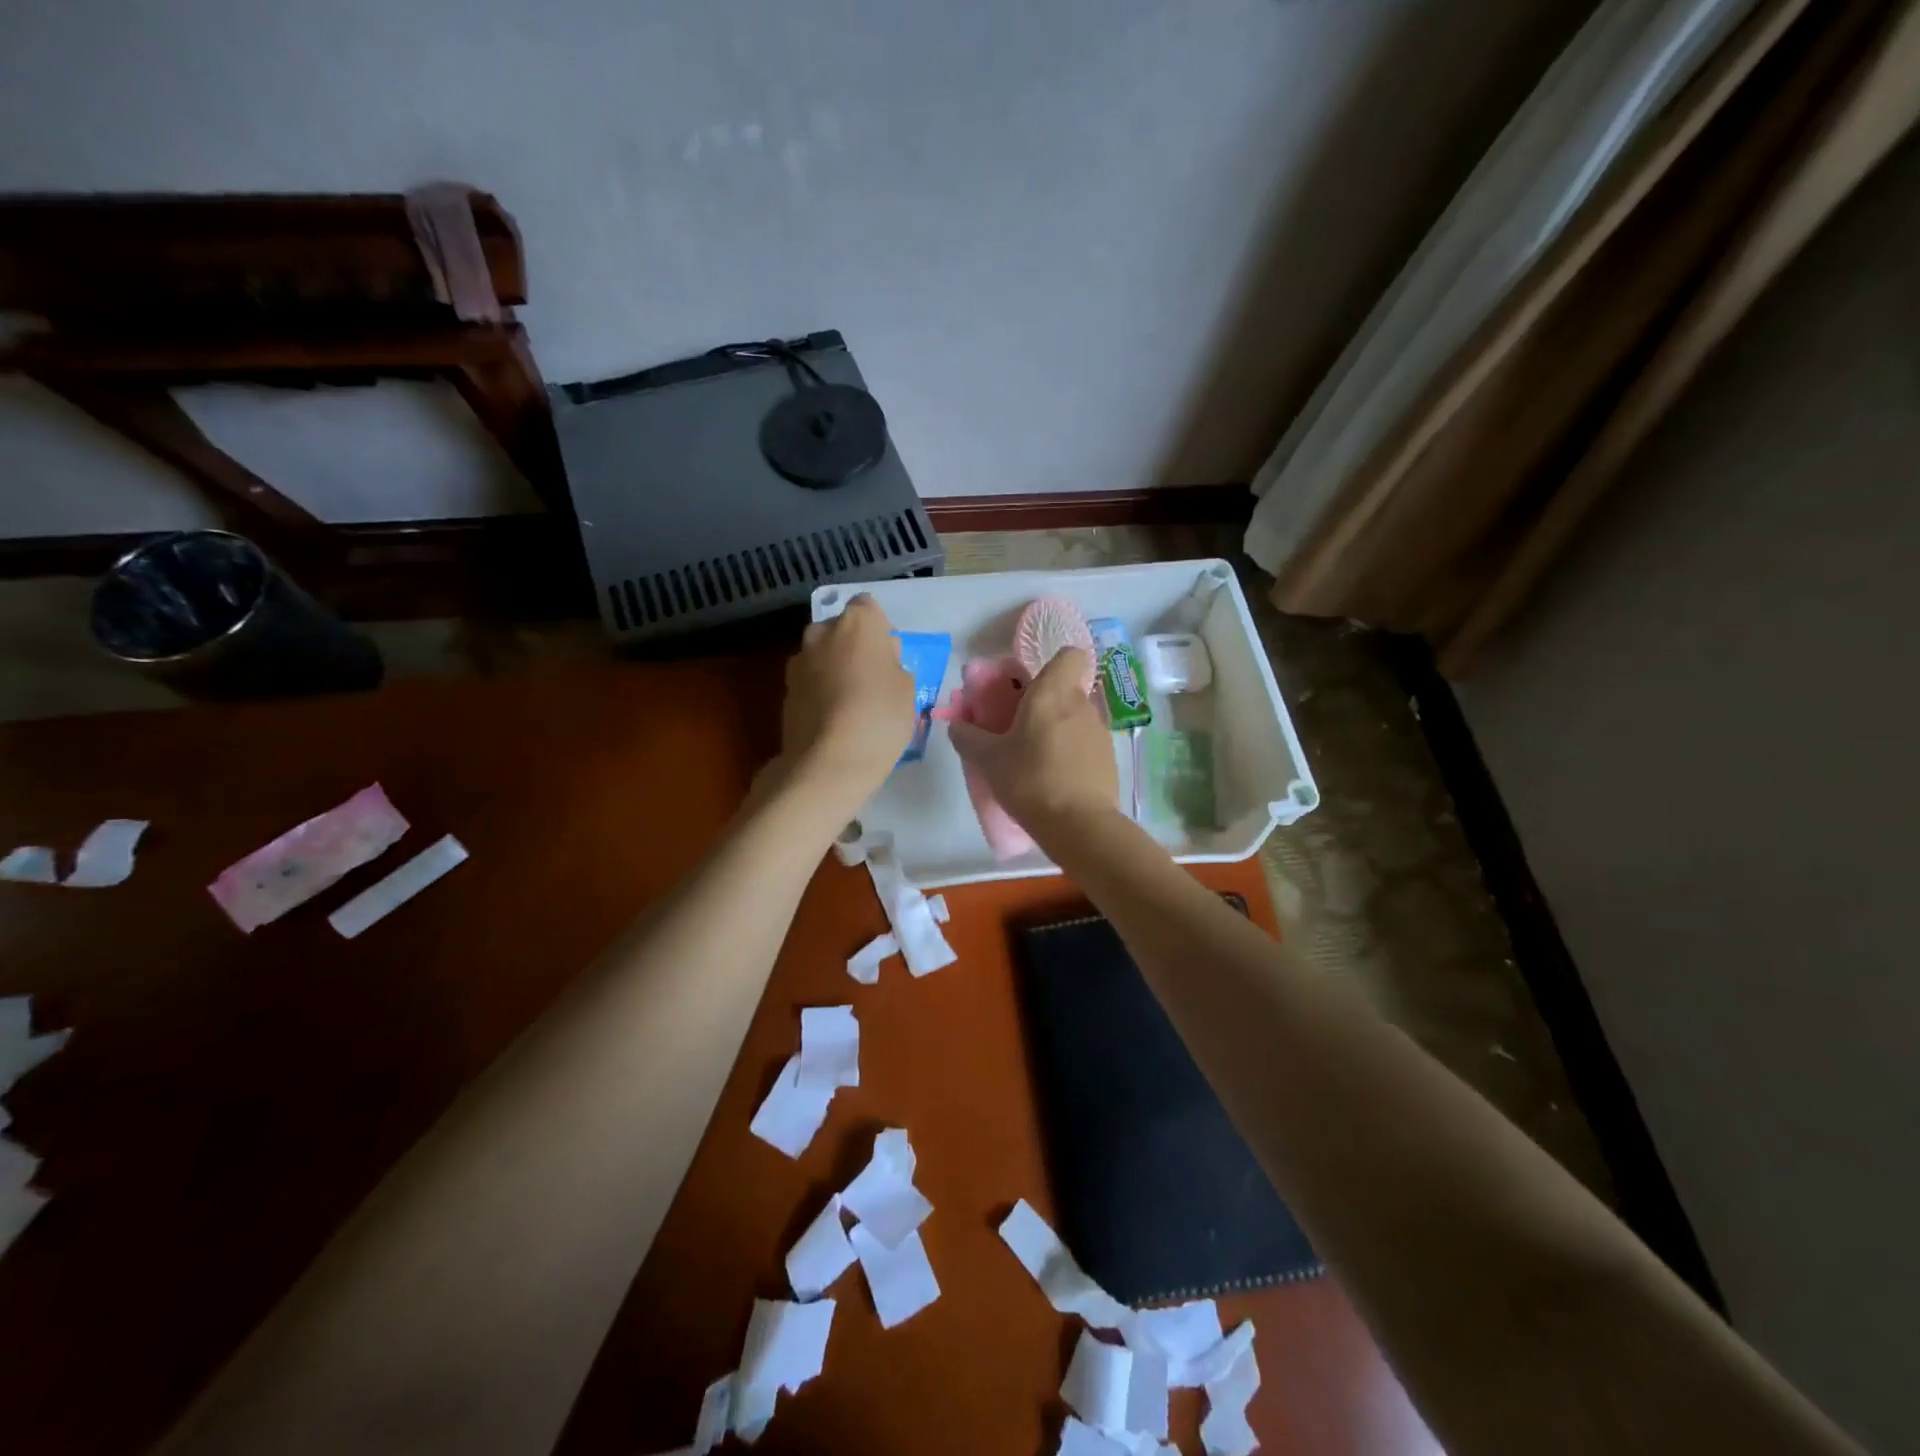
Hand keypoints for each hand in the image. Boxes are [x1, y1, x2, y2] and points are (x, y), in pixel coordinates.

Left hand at [775, 595, 917, 816]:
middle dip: (854, 648)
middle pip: (841, 631)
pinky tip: (834, 720)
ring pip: (822, 656)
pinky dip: (820, 693)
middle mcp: (822, 632)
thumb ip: (893, 666)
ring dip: (834, 670)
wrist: (830, 761)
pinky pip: (810, 683)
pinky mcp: (786, 691)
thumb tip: (880, 664)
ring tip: (852, 704)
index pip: (869, 608)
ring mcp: (798, 662)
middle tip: (872, 680)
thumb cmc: (880, 717)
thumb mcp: (908, 688)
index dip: (880, 631)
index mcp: (857, 622)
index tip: (889, 657)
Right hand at [948, 647, 1117, 840]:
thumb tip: (957, 724)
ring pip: (1075, 718)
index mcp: (1053, 693)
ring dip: (1056, 730)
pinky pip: (1085, 744)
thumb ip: (967, 736)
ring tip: (1034, 759)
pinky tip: (1054, 779)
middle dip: (1044, 704)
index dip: (1052, 664)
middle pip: (1065, 690)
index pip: (1069, 654)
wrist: (1079, 825)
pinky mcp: (1109, 760)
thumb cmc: (1030, 780)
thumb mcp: (988, 759)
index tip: (1029, 686)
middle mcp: (1082, 704)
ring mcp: (1100, 732)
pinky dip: (1071, 754)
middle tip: (1018, 729)